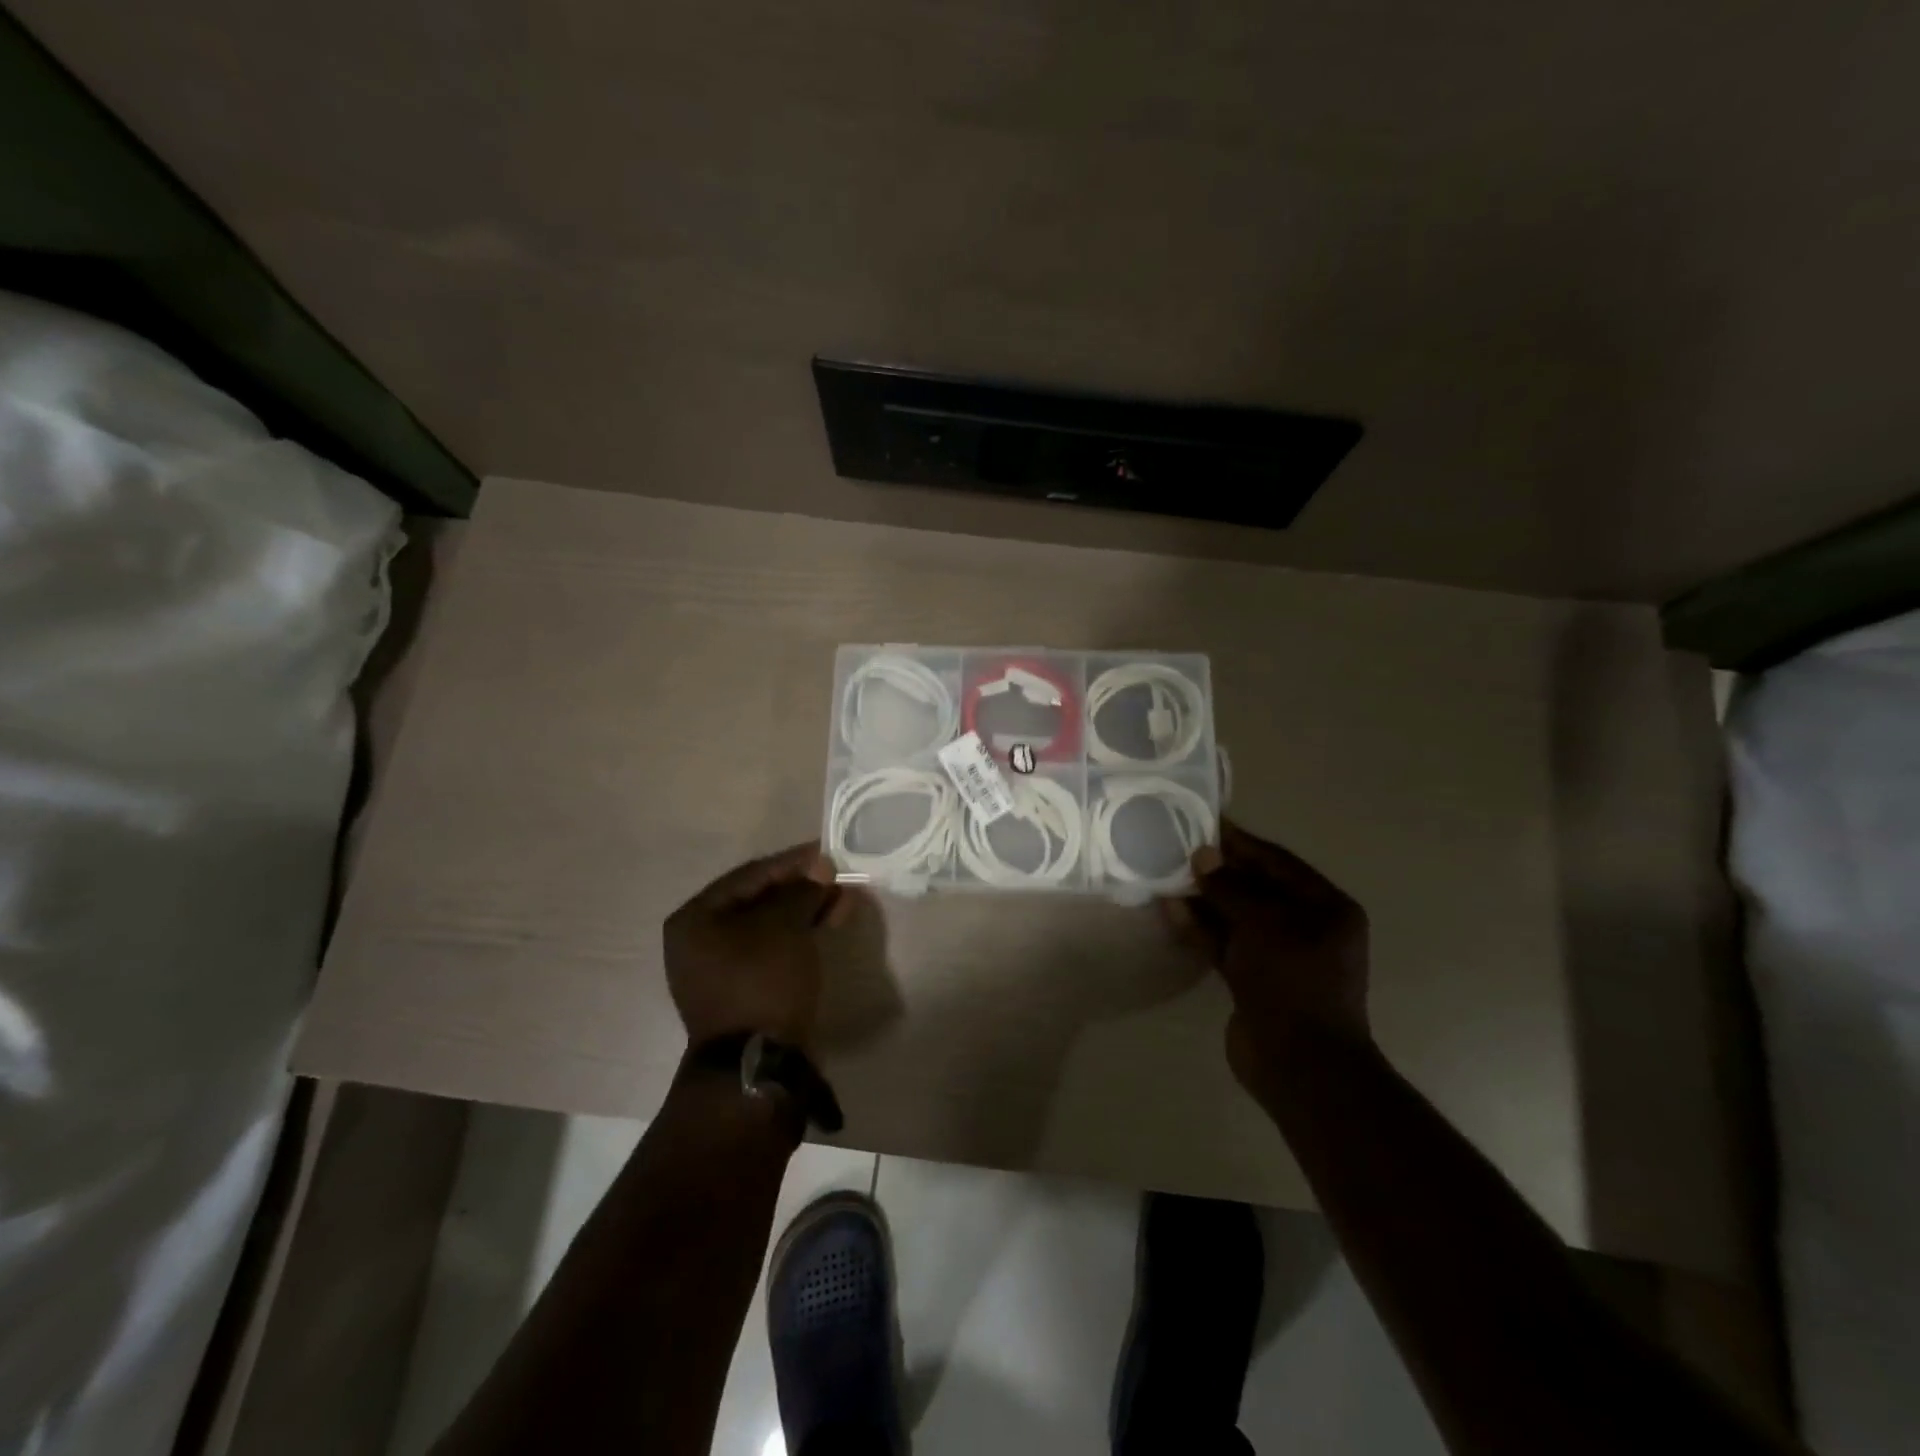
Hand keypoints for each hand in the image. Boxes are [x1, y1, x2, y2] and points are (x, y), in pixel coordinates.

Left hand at [665, 842, 843, 1046]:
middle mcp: (699, 941)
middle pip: (758, 900)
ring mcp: (719, 969)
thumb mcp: (784, 926)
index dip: (791, 862)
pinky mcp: (743, 990)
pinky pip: (772, 950)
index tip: (826, 852)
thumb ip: (802, 890)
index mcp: (694, 919)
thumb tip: (820, 868)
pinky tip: (829, 924)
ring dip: (806, 910)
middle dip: (802, 888)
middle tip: (837, 877)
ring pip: (769, 926)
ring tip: (843, 900)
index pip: (749, 875)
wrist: (757, 1064)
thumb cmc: (762, 981)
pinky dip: (799, 936)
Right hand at [1163, 820, 1370, 1094]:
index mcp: (1326, 908)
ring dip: (1205, 898)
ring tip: (1168, 874)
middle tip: (1179, 848)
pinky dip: (1201, 928)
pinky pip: (1225, 943)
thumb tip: (1203, 855)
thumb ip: (1230, 888)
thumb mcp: (1263, 924)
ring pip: (1236, 916)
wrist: (1299, 1065)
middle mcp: (1306, 927)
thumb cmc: (1293, 982)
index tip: (1207, 822)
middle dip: (1219, 870)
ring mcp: (1278, 956)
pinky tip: (1171, 910)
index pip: (1279, 862)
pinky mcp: (1254, 979)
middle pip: (1256, 888)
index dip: (1242, 843)